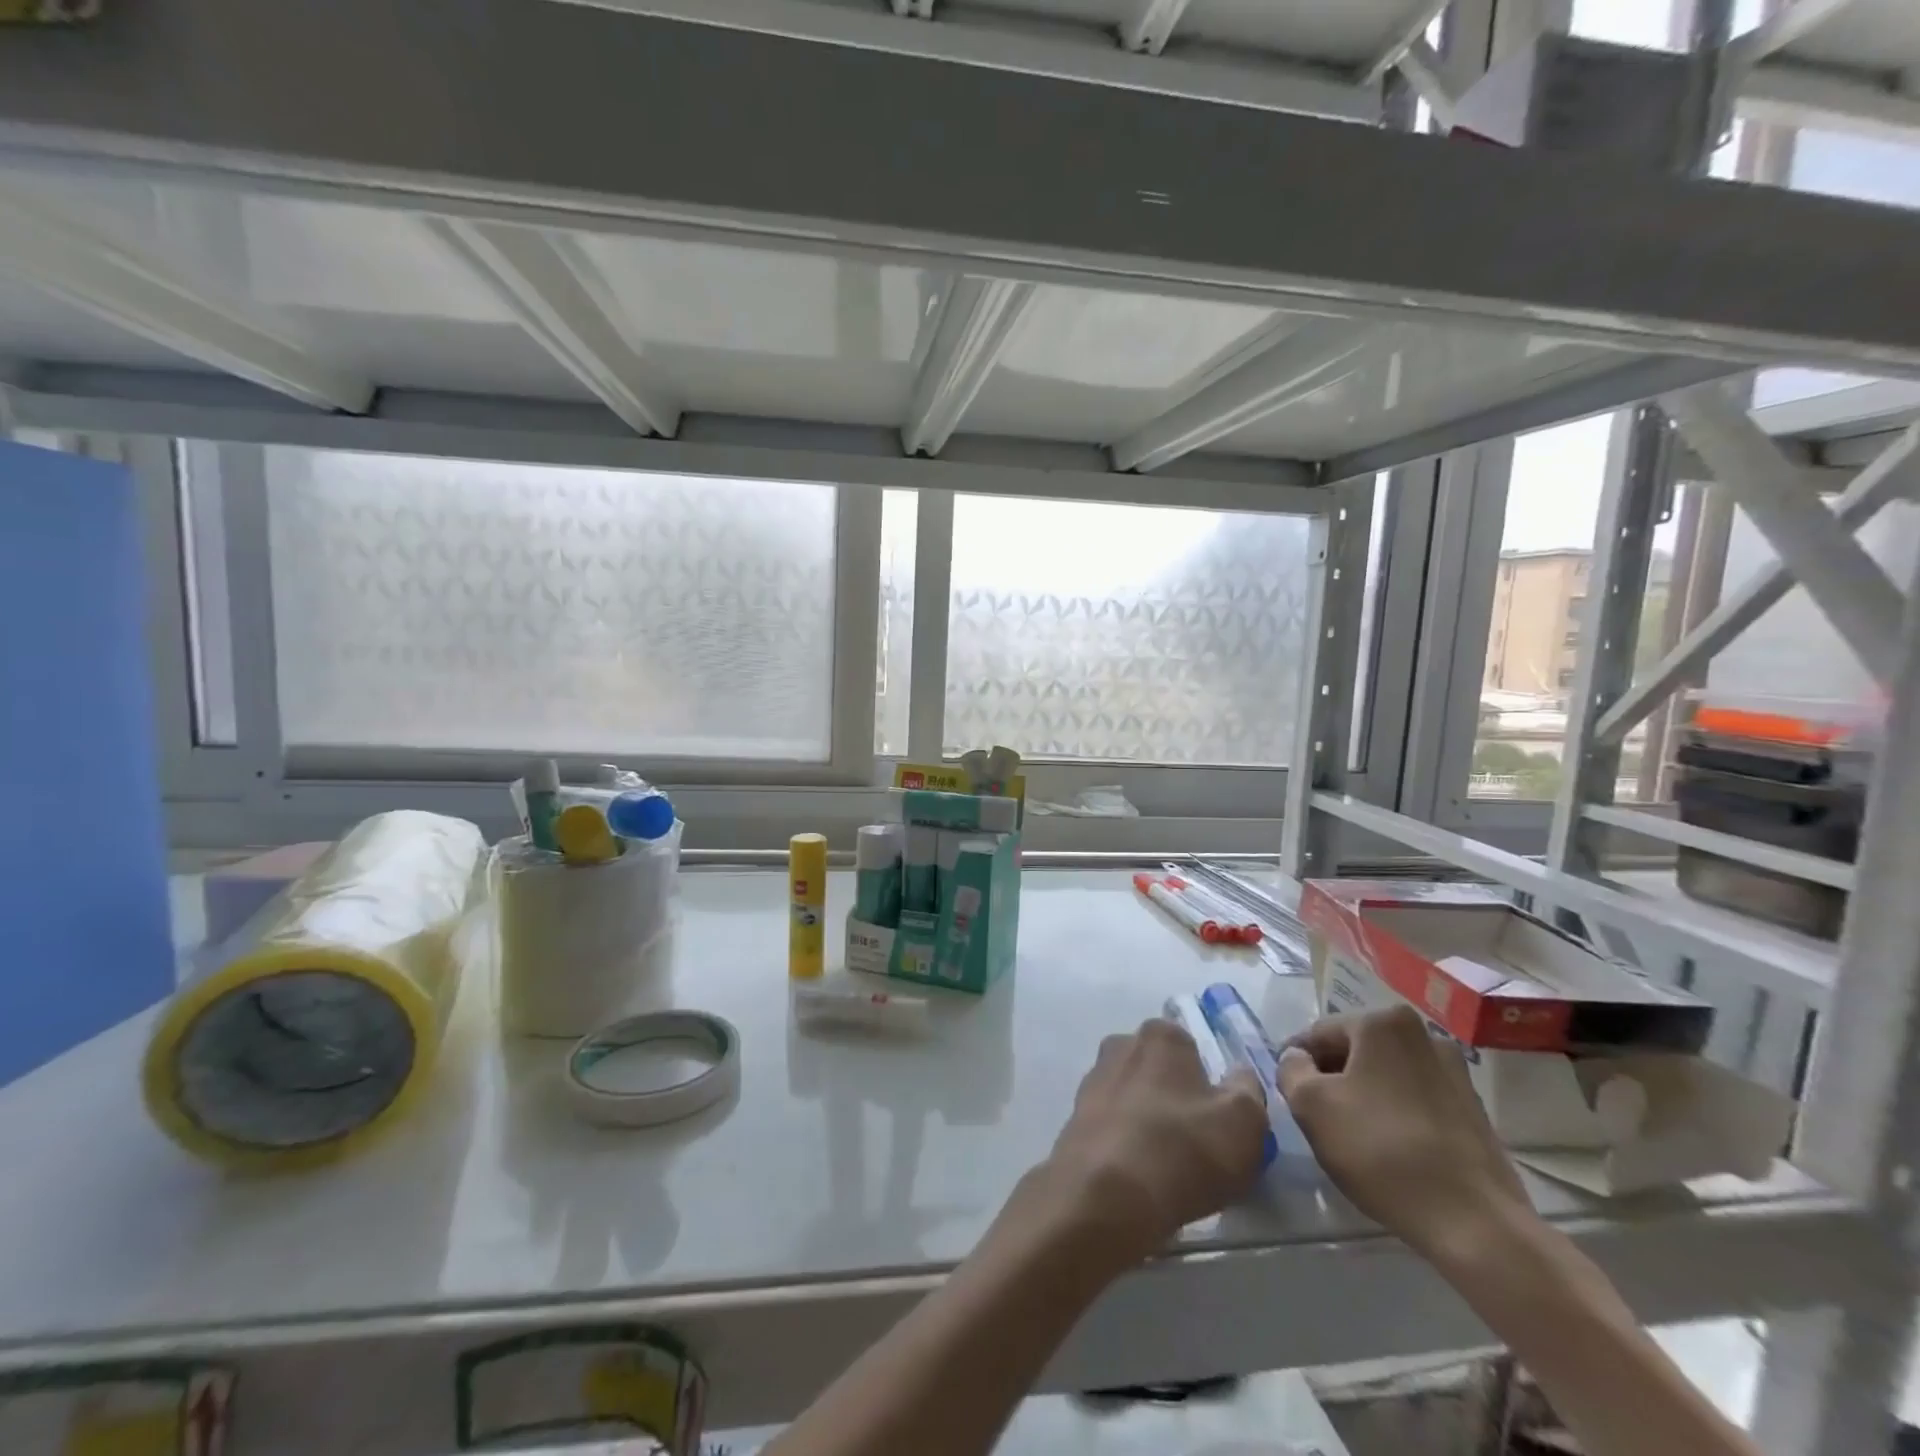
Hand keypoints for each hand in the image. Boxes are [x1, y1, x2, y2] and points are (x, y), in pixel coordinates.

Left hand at [1037, 1019, 1269, 1268]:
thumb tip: (1239, 1076)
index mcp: (1161, 1035)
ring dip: (1150, 1124)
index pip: (1192, 1049)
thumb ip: (1248, 1090)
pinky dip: (1127, 1145)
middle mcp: (1121, 1045)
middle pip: (1161, 1072)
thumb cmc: (1182, 1148)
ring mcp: (1093, 1081)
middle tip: (1197, 1147)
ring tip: (1168, 1169)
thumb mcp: (1244, 1122)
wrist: (1105, 1194)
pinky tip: (1140, 1177)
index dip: (1210, 1086)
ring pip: (1135, 1099)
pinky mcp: (1075, 1118)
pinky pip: (1114, 1127)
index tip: (1220, 1122)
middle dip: (1176, 1100)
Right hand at [1277, 1007, 1531, 1262]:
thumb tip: (1298, 1059)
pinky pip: (1416, 1099)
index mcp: (1383, 1022)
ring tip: (1353, 1136)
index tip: (1288, 1094)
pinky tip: (1389, 1149)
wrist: (1475, 1223)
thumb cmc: (1381, 1150)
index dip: (1296, 1063)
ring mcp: (1455, 1072)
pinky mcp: (1473, 1109)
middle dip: (1332, 1077)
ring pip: (1386, 1075)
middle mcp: (1423, 1034)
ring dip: (1364, 1095)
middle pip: (1355, 1050)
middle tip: (1316, 1116)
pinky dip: (1395, 1114)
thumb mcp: (1310, 1105)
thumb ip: (1290, 1069)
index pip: (1319, 1034)